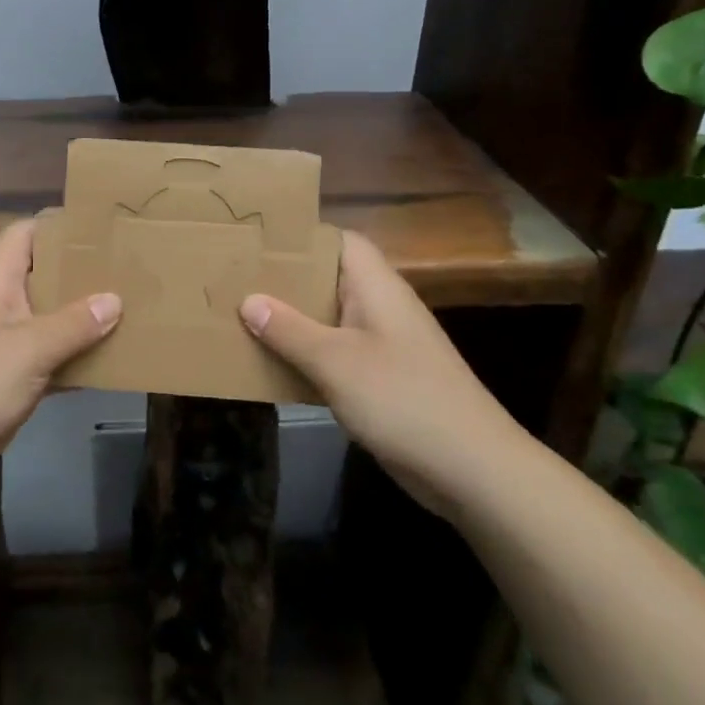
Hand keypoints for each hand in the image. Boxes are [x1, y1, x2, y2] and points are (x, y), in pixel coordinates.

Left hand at [0, 220, 120, 492]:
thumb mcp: (28, 348)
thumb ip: (73, 324)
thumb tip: (114, 299)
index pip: (26, 233)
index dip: (60, 225)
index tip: (102, 227)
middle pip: (43, 275)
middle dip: (82, 274)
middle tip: (129, 271)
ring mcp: (3, 341)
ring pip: (49, 318)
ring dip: (83, 319)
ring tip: (131, 310)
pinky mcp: (9, 376)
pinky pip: (49, 357)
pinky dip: (75, 358)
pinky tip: (112, 361)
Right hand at [239, 230, 533, 515]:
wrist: (470, 468)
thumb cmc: (403, 399)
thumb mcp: (336, 362)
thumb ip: (289, 329)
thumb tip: (248, 299)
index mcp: (376, 288)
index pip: (339, 241)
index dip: (301, 236)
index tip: (256, 241)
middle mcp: (379, 307)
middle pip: (328, 279)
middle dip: (285, 280)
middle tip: (235, 280)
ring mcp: (382, 345)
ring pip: (328, 319)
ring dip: (291, 320)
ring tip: (240, 317)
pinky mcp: (380, 379)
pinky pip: (334, 354)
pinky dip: (305, 355)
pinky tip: (271, 364)